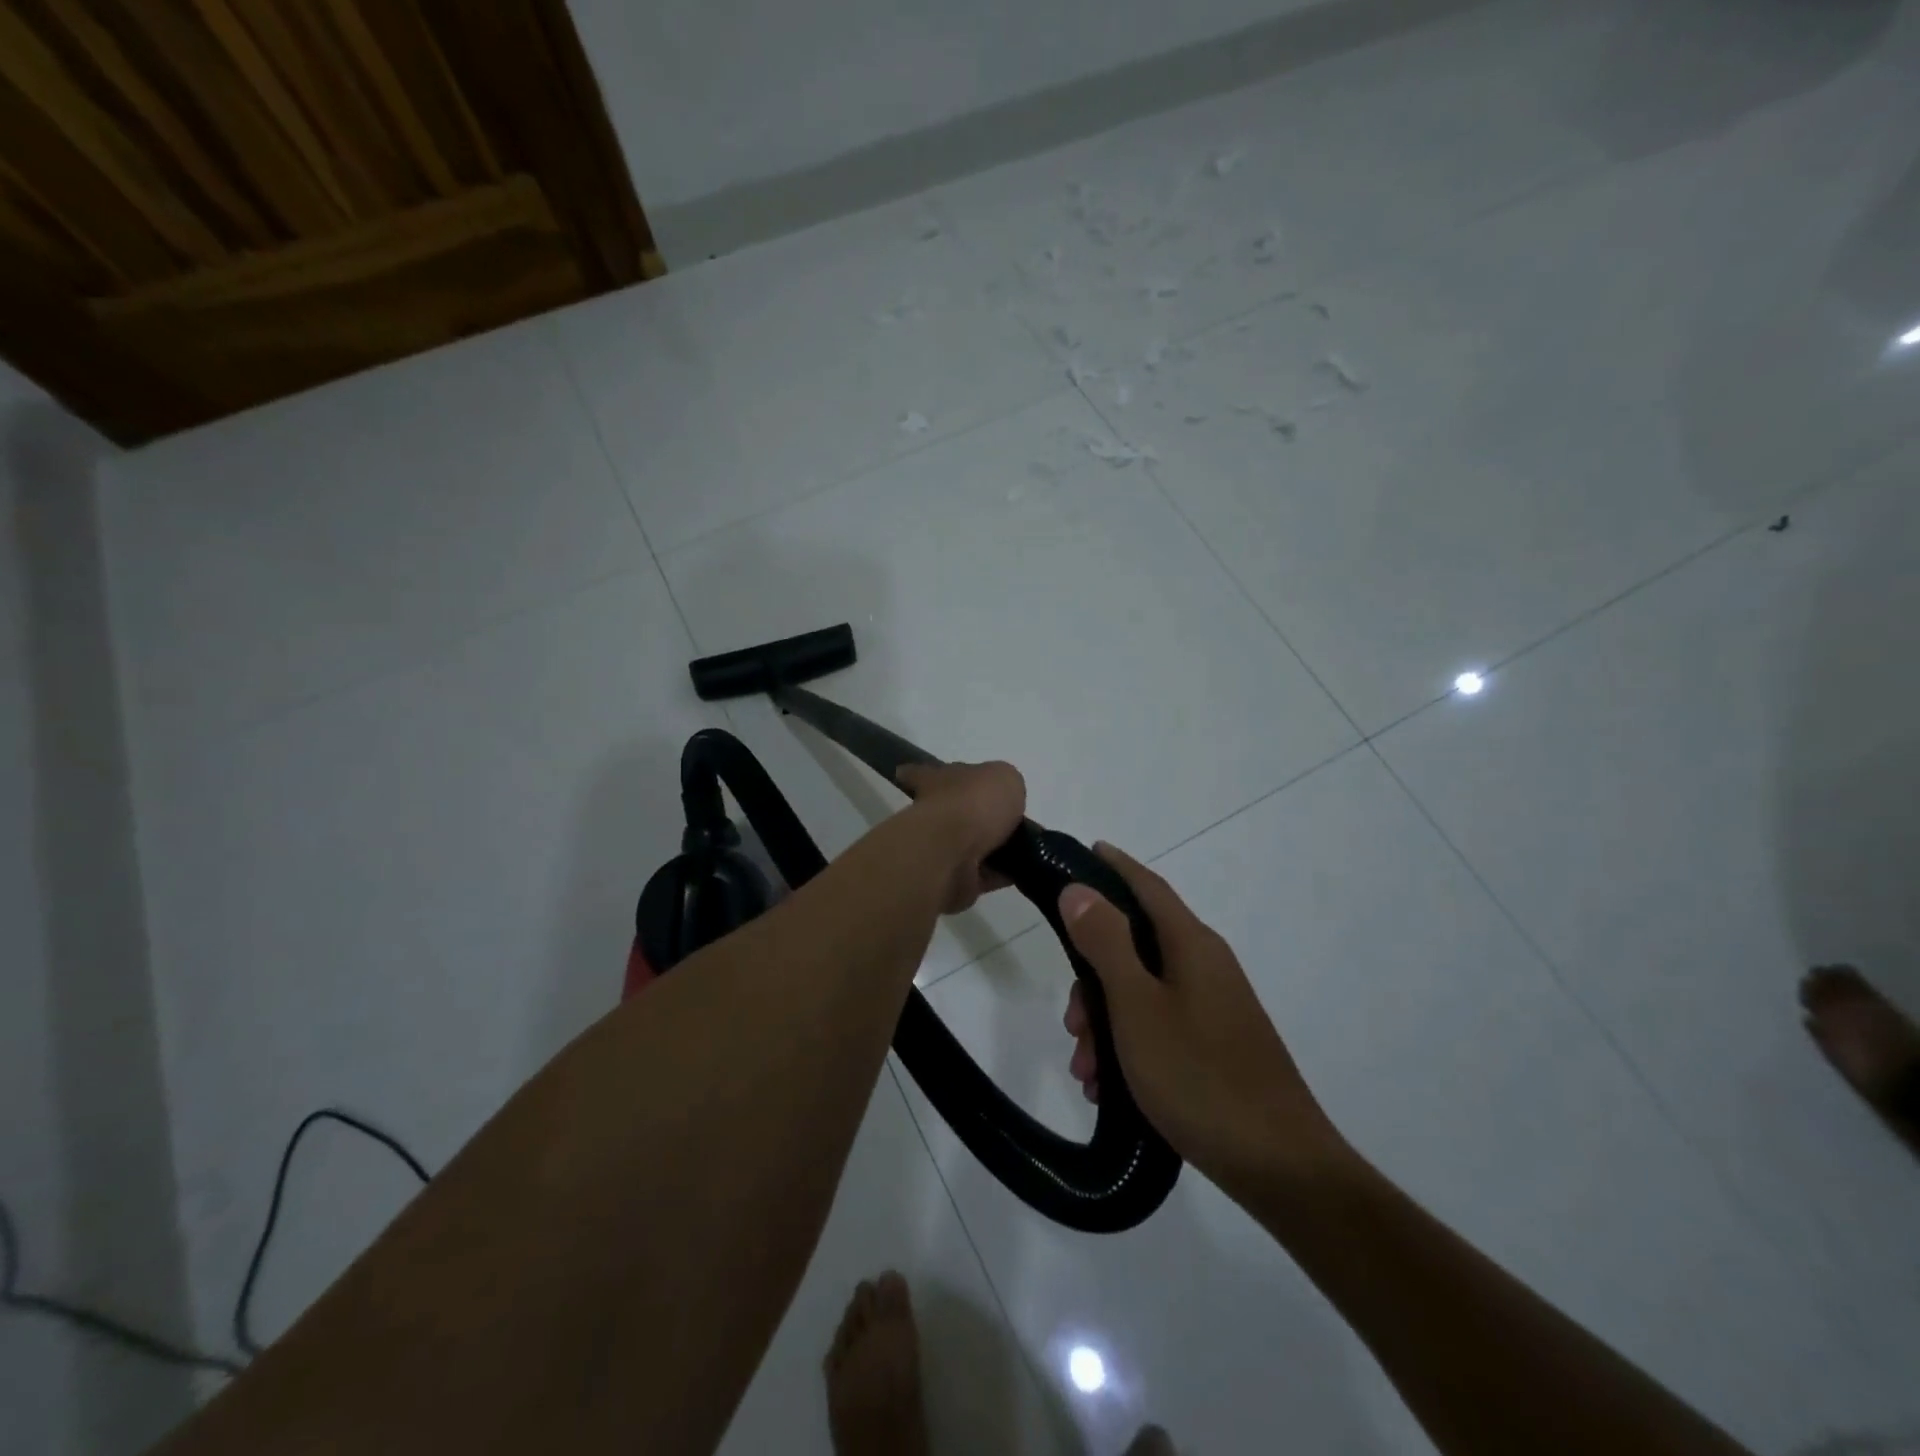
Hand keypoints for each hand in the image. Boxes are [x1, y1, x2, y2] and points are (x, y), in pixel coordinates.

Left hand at [896, 761, 1025, 913]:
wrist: (954, 853)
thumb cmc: (974, 802)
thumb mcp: (1003, 777)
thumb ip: (1004, 785)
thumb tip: (1003, 800)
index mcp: (937, 781)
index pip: (924, 774)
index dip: (922, 774)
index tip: (910, 776)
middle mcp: (934, 814)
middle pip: (953, 812)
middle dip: (973, 815)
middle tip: (1004, 819)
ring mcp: (941, 850)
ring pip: (970, 845)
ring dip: (990, 847)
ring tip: (1021, 846)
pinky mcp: (955, 880)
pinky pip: (983, 874)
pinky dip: (1000, 873)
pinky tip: (1020, 869)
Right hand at [1059, 844, 1347, 1195]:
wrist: (1280, 1167)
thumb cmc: (1199, 1076)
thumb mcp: (1137, 1007)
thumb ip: (1105, 943)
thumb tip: (1079, 889)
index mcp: (1192, 945)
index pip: (1147, 885)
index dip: (1113, 866)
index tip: (1082, 853)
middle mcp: (1205, 966)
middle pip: (1136, 945)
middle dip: (1093, 976)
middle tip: (1071, 1021)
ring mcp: (1214, 1007)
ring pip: (1143, 991)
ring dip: (1106, 1021)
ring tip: (1086, 1070)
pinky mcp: (1216, 1044)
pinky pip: (1159, 1025)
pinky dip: (1129, 1045)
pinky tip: (1109, 1088)